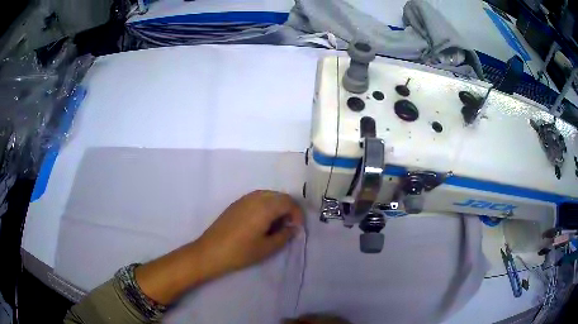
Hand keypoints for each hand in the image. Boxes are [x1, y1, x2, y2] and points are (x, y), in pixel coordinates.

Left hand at [196, 190, 303, 275]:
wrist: (211, 251)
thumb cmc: (241, 252)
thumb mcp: (266, 248)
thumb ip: (284, 236)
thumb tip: (293, 228)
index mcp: (265, 207)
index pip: (288, 202)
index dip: (297, 213)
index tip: (297, 228)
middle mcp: (255, 198)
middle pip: (279, 196)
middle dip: (288, 209)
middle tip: (288, 226)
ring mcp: (244, 199)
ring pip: (268, 195)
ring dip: (277, 206)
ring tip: (276, 224)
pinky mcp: (236, 204)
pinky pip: (257, 198)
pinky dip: (266, 206)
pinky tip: (262, 221)